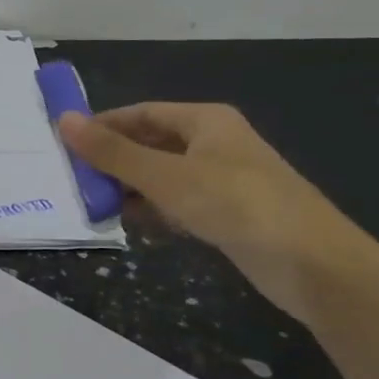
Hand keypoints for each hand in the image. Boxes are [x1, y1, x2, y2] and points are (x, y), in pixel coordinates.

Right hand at [58, 103, 378, 322]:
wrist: (313, 264)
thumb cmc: (237, 205)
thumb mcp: (167, 176)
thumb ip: (113, 152)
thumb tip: (64, 120)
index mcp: (205, 121)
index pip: (141, 113)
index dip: (103, 126)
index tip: (65, 144)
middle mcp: (213, 144)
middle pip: (151, 144)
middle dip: (113, 161)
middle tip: (73, 179)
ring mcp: (222, 180)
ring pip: (162, 177)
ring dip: (130, 189)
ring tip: (92, 205)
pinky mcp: (227, 214)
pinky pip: (178, 204)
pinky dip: (153, 211)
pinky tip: (130, 226)